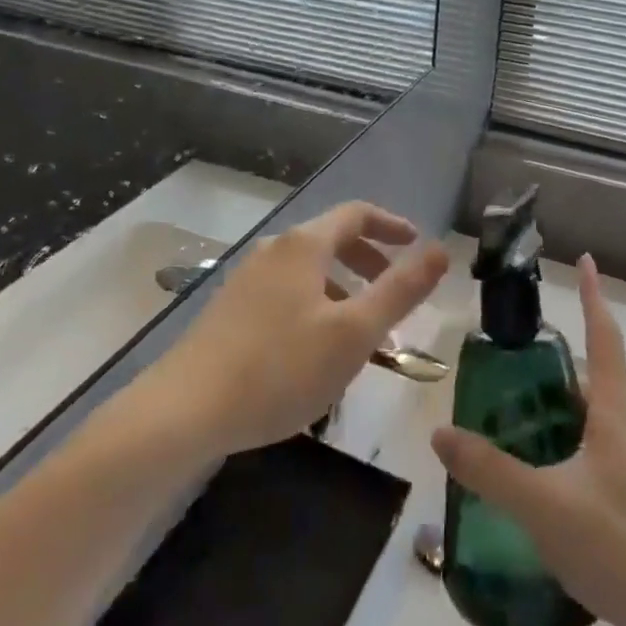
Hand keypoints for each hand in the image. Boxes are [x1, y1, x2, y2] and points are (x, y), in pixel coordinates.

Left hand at [148, 201, 449, 456]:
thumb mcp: (354, 332)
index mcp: (305, 245)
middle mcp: (275, 251)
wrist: (184, 411)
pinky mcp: (230, 311)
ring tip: (364, 335)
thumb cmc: (280, 368)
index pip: (357, 214)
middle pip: (332, 240)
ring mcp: (247, 280)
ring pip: (310, 272)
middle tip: (396, 293)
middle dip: (371, 262)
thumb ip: (401, 290)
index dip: (392, 225)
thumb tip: (442, 250)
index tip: (417, 245)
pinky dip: (317, 307)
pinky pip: (288, 294)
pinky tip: (318, 353)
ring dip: (345, 291)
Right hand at [432, 253, 625, 625]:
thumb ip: (489, 470)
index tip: (586, 258)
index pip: (603, 336)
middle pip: (596, 375)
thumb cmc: (619, 544)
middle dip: (560, 360)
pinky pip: (603, 446)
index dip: (594, 295)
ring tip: (520, 415)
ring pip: (599, 415)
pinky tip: (549, 473)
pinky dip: (573, 438)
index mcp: (614, 411)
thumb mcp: (542, 505)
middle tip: (515, 359)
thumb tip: (440, 434)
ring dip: (564, 404)